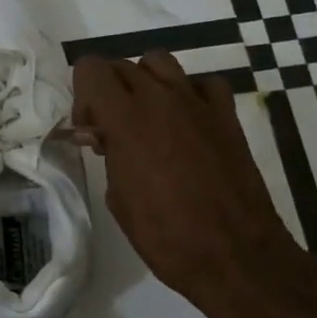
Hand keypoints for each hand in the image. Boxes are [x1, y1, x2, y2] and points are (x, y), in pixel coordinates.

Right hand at [73, 51, 304, 317]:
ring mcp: (198, 103)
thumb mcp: (118, 198)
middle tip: (112, 131)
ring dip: (145, 83)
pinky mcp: (227, 115)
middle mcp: (160, 98)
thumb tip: (105, 138)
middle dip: (109, 91)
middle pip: (122, 65)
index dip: (82, 93)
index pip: (91, 68)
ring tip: (147, 119)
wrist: (233, 255)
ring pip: (160, 62)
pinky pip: (202, 84)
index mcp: (126, 119)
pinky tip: (187, 123)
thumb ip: (109, 155)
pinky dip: (189, 94)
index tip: (90, 129)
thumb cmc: (165, 236)